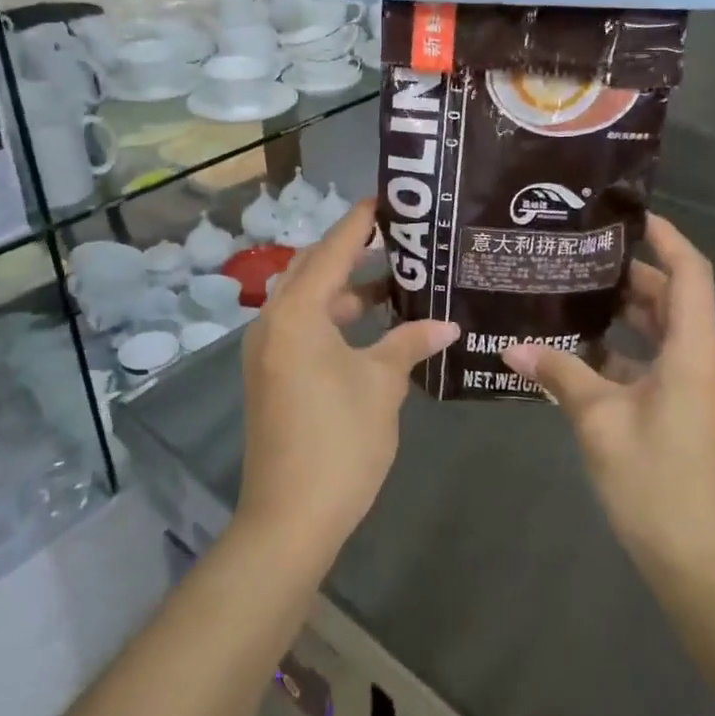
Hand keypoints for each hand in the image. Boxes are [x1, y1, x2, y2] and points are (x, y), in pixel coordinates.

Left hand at [238, 198, 458, 568]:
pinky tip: (372, 326)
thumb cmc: (339, 441)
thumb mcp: (381, 385)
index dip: (360, 221)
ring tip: (396, 279)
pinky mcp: (272, 375)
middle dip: (353, 250)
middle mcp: (274, 322)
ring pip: (310, 301)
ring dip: (347, 289)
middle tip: (398, 236)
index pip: (333, 250)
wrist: (289, 517)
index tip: (387, 198)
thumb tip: (445, 326)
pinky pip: (305, 328)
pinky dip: (336, 319)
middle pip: (315, 269)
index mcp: (296, 313)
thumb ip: (409, 344)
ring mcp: (269, 350)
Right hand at [503, 213, 714, 581]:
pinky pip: (649, 363)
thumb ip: (559, 374)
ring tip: (573, 293)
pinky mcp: (677, 411)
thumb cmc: (654, 480)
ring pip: (659, 332)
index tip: (630, 217)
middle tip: (580, 255)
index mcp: (692, 351)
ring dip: (624, 313)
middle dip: (631, 274)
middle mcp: (697, 361)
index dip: (668, 238)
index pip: (690, 274)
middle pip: (672, 299)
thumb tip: (511, 347)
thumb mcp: (599, 420)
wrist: (694, 557)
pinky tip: (576, 351)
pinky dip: (619, 351)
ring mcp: (689, 388)